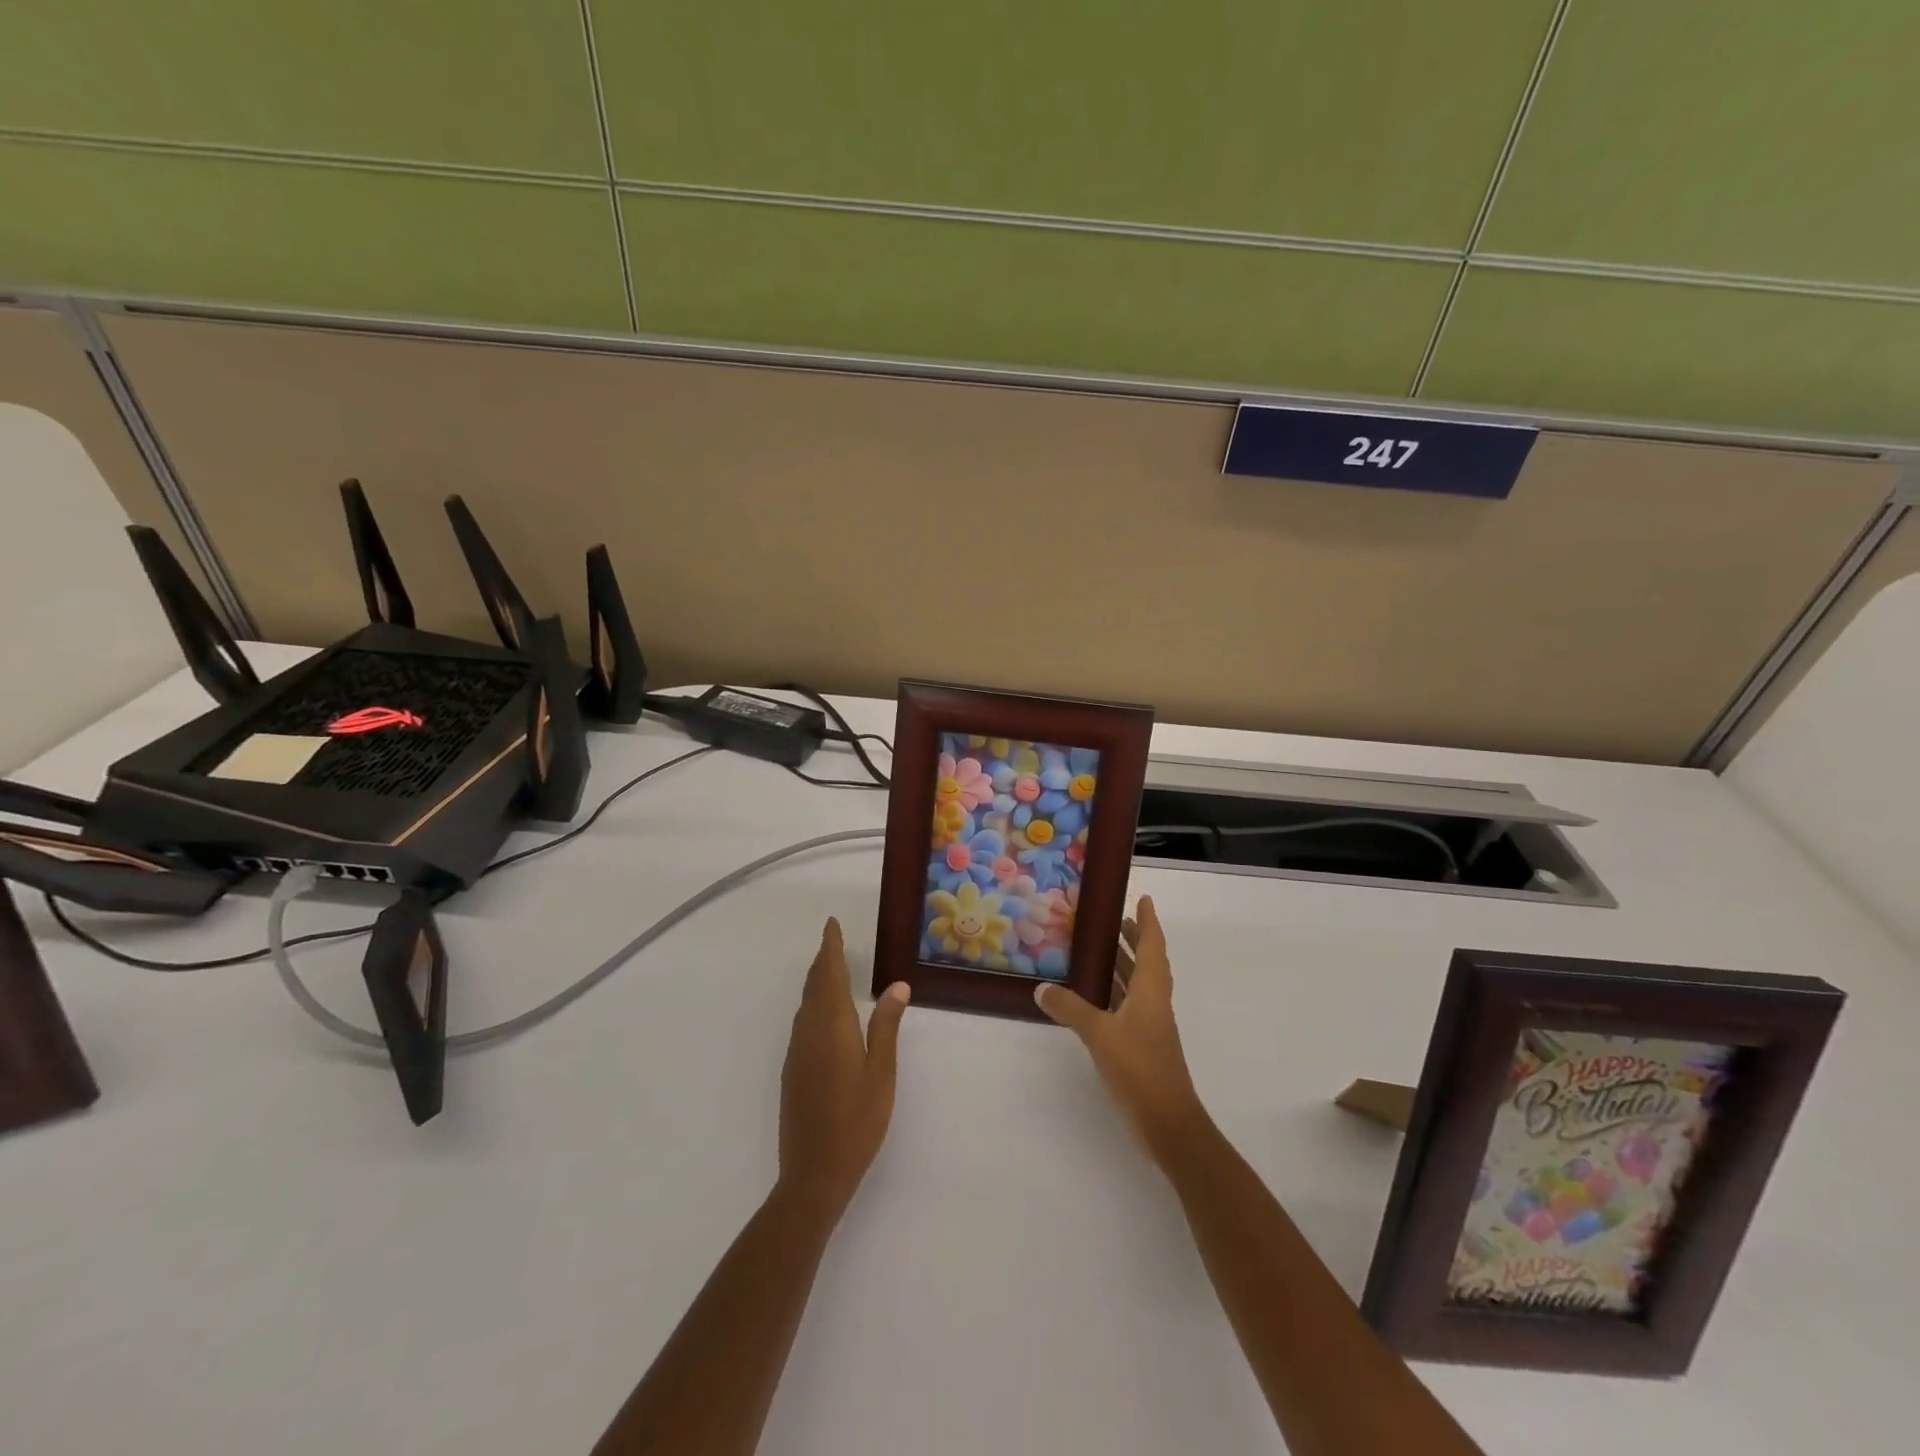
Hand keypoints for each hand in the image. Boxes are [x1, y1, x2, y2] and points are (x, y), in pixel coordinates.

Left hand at [777, 919, 910, 1219]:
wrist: (813, 1173)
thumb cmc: (857, 1122)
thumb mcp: (882, 1073)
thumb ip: (886, 1026)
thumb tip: (897, 986)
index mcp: (833, 1026)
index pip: (830, 975)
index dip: (831, 948)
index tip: (831, 925)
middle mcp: (809, 1032)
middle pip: (814, 986)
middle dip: (823, 960)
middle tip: (833, 941)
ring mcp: (797, 1052)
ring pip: (805, 1004)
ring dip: (817, 982)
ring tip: (830, 970)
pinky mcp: (793, 1070)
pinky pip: (802, 1023)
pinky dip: (813, 1004)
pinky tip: (823, 1014)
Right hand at [1035, 896, 1205, 1160]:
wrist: (1167, 1123)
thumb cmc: (1140, 1068)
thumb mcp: (1100, 1034)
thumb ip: (1071, 1009)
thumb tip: (1042, 988)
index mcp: (1151, 991)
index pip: (1153, 946)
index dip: (1149, 921)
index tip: (1144, 899)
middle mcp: (1154, 1002)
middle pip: (1147, 962)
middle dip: (1135, 940)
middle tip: (1115, 920)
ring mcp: (1150, 1026)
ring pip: (1138, 985)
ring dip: (1124, 965)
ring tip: (1100, 950)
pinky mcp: (1142, 1045)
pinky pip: (1127, 1006)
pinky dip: (1113, 993)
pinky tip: (1092, 997)